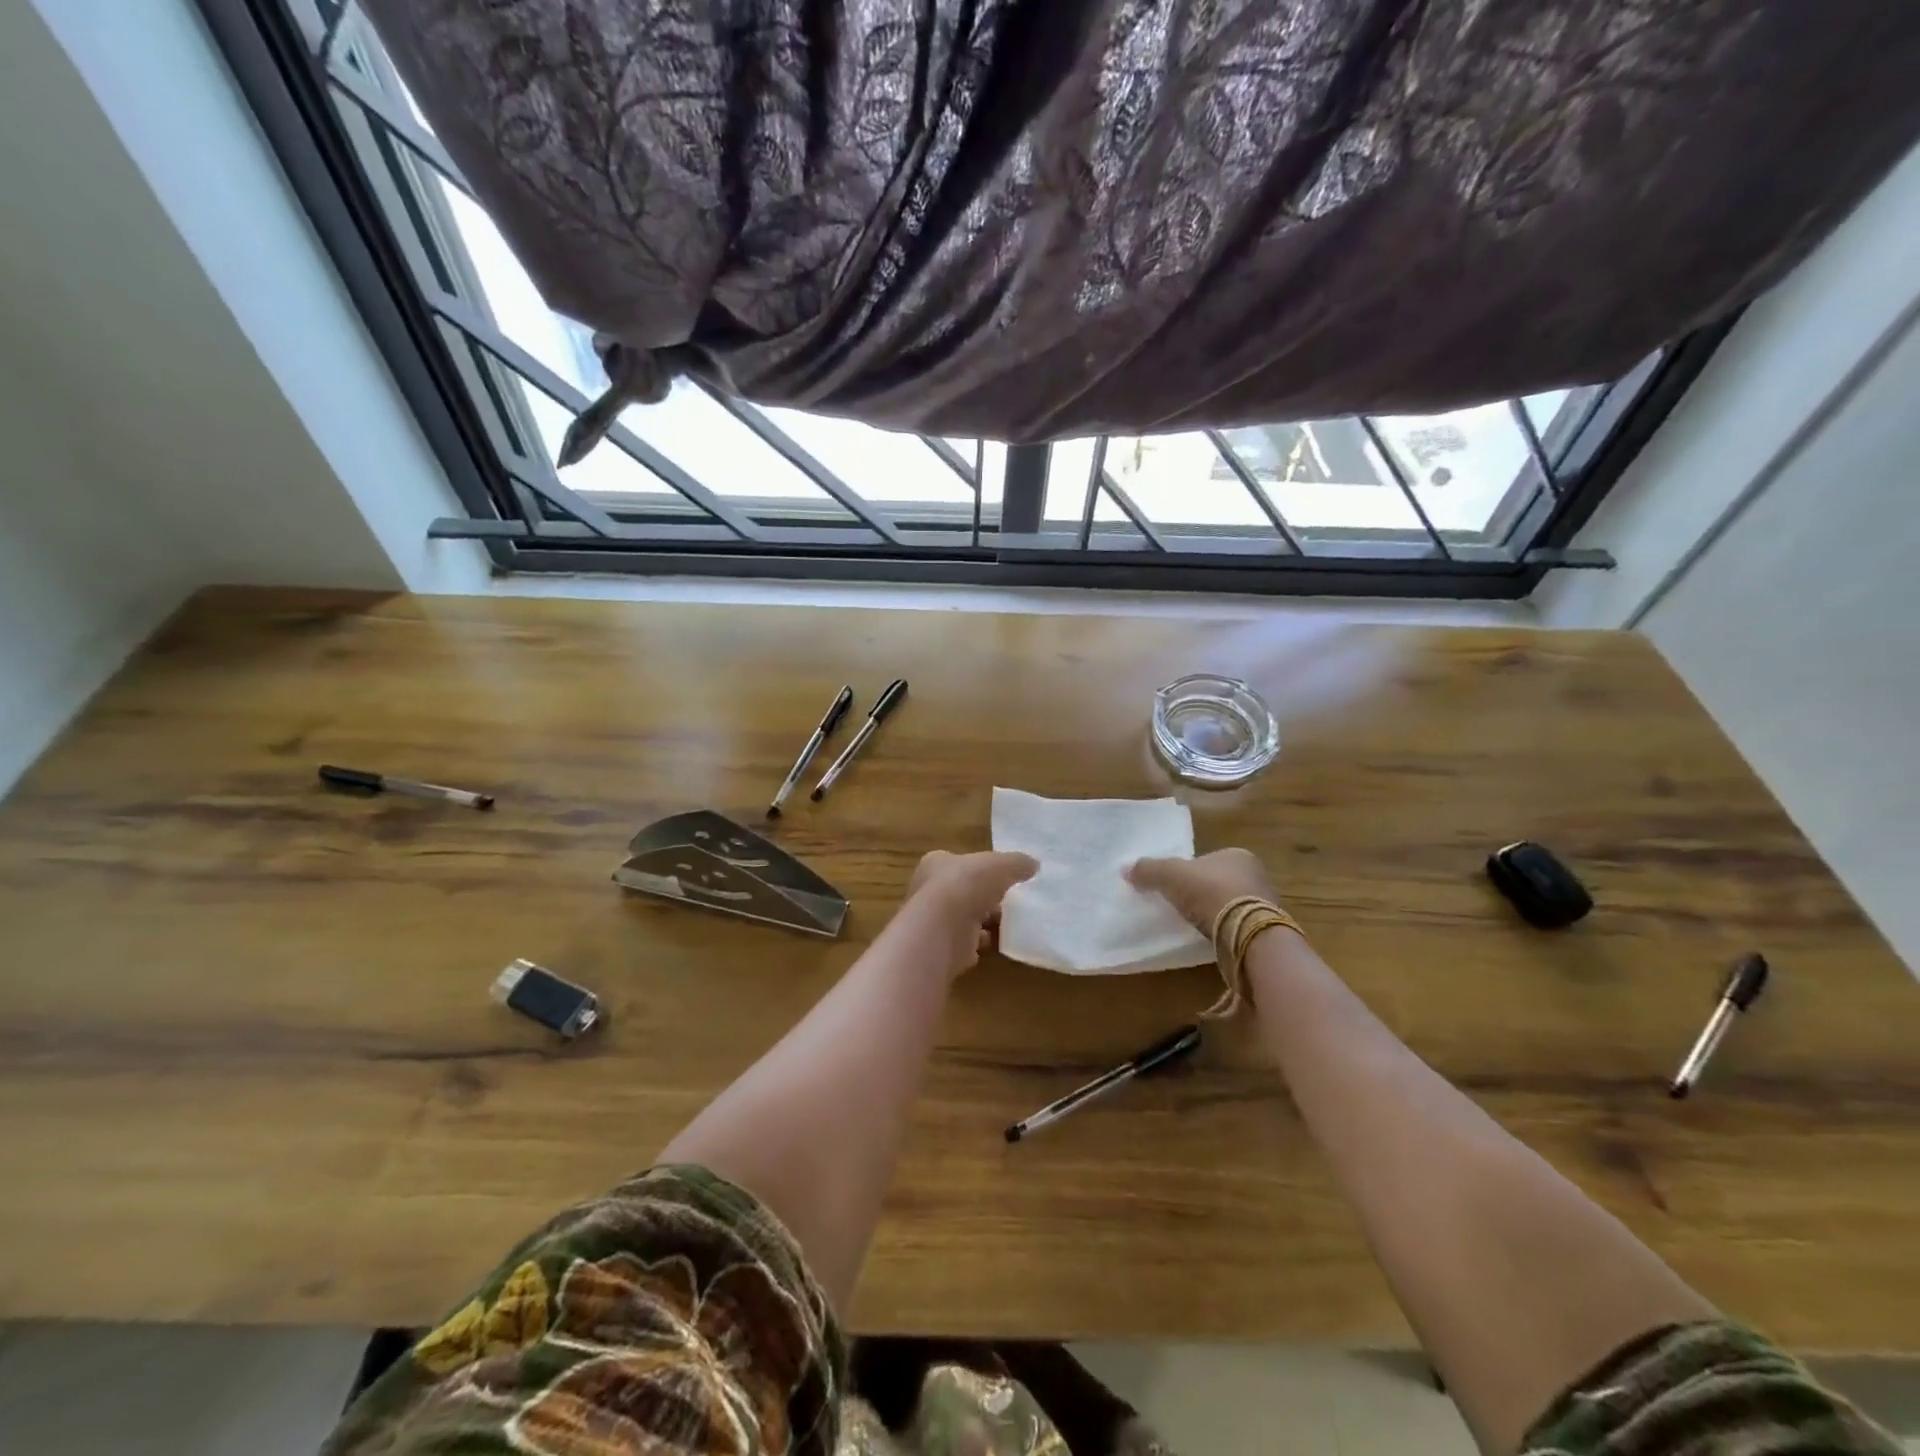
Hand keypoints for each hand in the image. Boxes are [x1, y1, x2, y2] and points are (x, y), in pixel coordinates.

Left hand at [899, 850, 1038, 976]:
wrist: (941, 931)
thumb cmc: (965, 885)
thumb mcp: (1000, 864)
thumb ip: (1017, 863)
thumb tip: (1033, 865)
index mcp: (935, 864)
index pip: (959, 863)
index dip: (980, 869)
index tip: (1002, 877)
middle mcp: (928, 891)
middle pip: (963, 892)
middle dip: (985, 898)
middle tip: (1010, 902)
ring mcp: (934, 922)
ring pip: (965, 919)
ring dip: (985, 922)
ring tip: (1009, 923)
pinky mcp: (942, 949)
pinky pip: (966, 944)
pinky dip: (981, 944)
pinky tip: (998, 943)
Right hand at [1127, 848, 1278, 933]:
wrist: (1247, 932)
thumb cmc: (1210, 891)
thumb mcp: (1171, 875)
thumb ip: (1149, 870)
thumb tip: (1125, 869)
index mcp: (1237, 855)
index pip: (1208, 860)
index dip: (1190, 872)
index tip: (1176, 887)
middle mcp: (1256, 875)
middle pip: (1221, 881)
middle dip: (1204, 893)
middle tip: (1183, 906)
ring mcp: (1265, 904)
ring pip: (1233, 905)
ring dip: (1216, 914)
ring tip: (1195, 926)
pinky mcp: (1267, 931)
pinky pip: (1240, 927)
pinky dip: (1226, 931)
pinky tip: (1212, 940)